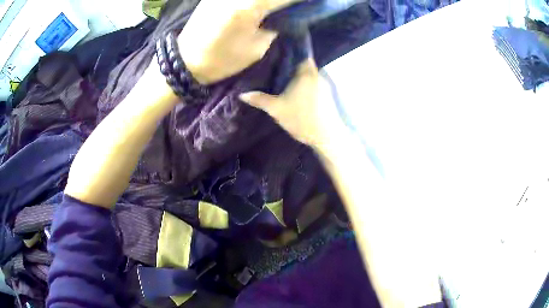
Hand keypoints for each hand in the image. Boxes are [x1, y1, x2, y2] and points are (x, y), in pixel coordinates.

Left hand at [180, 0, 299, 83]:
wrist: (185, 61)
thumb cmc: (221, 60)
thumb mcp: (256, 48)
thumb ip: (274, 26)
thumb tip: (284, 14)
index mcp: (249, 7)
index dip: (301, 1)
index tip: (313, 4)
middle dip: (285, 1)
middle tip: (294, 7)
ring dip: (270, 1)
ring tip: (278, 7)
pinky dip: (257, 1)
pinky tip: (261, 5)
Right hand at [239, 58, 347, 150]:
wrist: (326, 137)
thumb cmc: (301, 118)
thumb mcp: (276, 109)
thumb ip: (259, 99)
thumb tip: (242, 94)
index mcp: (306, 72)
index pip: (298, 52)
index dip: (287, 51)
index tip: (275, 53)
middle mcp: (317, 73)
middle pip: (302, 62)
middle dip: (290, 64)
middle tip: (274, 67)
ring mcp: (325, 83)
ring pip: (308, 73)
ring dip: (297, 75)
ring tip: (282, 78)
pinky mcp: (328, 93)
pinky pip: (313, 82)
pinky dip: (304, 83)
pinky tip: (295, 90)